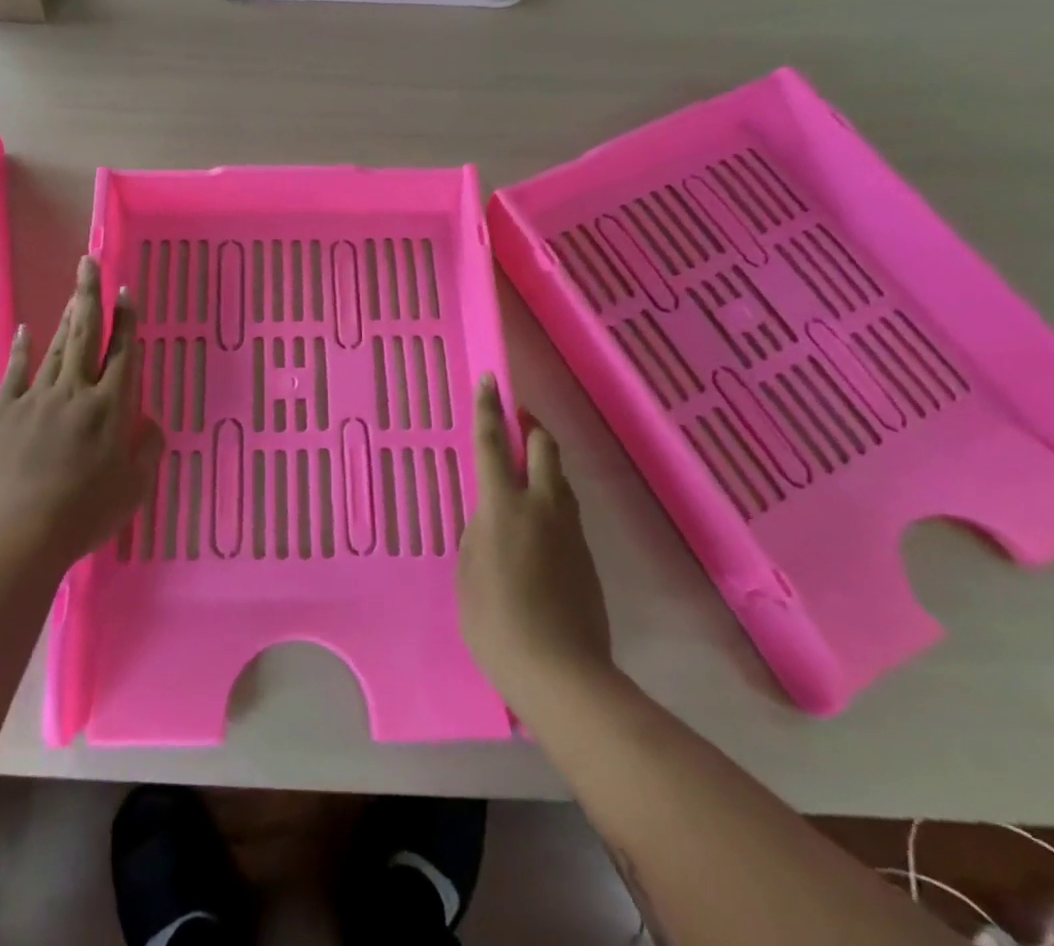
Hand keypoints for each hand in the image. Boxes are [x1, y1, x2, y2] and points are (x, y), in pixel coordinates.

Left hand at [0, 257, 163, 575]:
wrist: (16, 536)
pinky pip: (15, 372)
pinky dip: (21, 349)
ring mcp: (36, 398)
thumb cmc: (83, 514)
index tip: (125, 291)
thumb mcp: (133, 489)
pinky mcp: (4, 412)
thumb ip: (147, 450)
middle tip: (90, 263)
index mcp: (110, 407)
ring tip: (74, 291)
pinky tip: (25, 330)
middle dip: (90, 296)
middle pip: (86, 335)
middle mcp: (75, 392)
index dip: (126, 320)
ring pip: (56, 347)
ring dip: (66, 316)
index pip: (123, 353)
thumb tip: (149, 423)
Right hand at [458, 375, 614, 712]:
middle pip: (544, 448)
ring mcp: (569, 530)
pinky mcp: (586, 555)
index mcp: (503, 506)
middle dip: (531, 428)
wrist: (562, 673)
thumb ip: (477, 534)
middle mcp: (541, 506)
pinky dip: (551, 500)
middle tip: (517, 423)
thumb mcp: (467, 573)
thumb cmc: (496, 622)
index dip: (489, 409)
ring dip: (543, 464)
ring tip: (524, 472)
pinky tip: (537, 524)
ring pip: (560, 478)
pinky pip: (567, 511)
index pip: (493, 444)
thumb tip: (489, 517)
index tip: (490, 379)